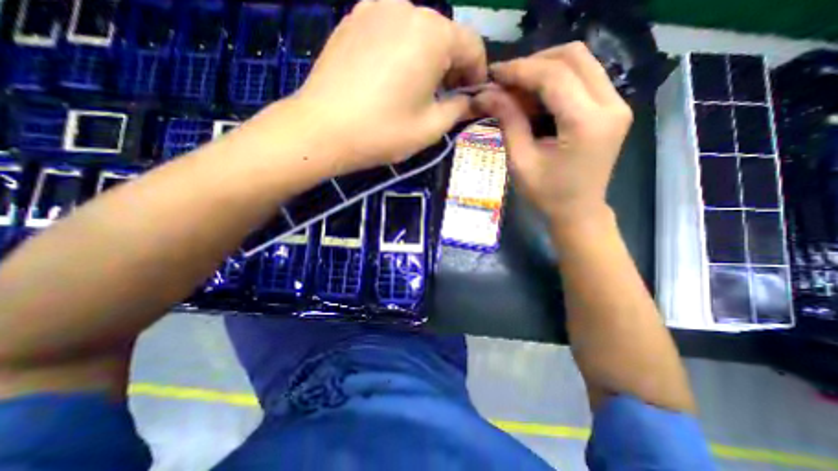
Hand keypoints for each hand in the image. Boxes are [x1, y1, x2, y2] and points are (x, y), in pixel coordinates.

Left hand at [280, 0, 484, 174]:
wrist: (322, 129)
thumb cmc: (383, 132)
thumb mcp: (431, 128)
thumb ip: (460, 109)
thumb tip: (473, 101)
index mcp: (432, 34)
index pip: (472, 45)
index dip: (477, 73)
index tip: (471, 97)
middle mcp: (406, 8)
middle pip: (444, 36)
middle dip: (452, 67)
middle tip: (444, 98)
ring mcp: (374, 8)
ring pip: (417, 32)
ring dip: (427, 59)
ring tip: (417, 90)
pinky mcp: (353, 19)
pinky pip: (390, 31)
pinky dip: (402, 52)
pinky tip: (391, 78)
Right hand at [475, 40, 631, 224]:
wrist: (578, 211)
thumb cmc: (547, 195)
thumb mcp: (521, 161)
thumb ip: (508, 121)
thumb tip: (487, 94)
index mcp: (586, 123)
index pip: (553, 76)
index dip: (519, 70)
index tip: (493, 73)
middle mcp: (611, 105)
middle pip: (573, 56)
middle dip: (533, 63)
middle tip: (505, 81)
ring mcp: (617, 104)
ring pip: (581, 62)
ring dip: (544, 69)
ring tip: (516, 88)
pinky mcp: (613, 108)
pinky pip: (584, 78)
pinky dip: (556, 80)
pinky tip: (535, 97)